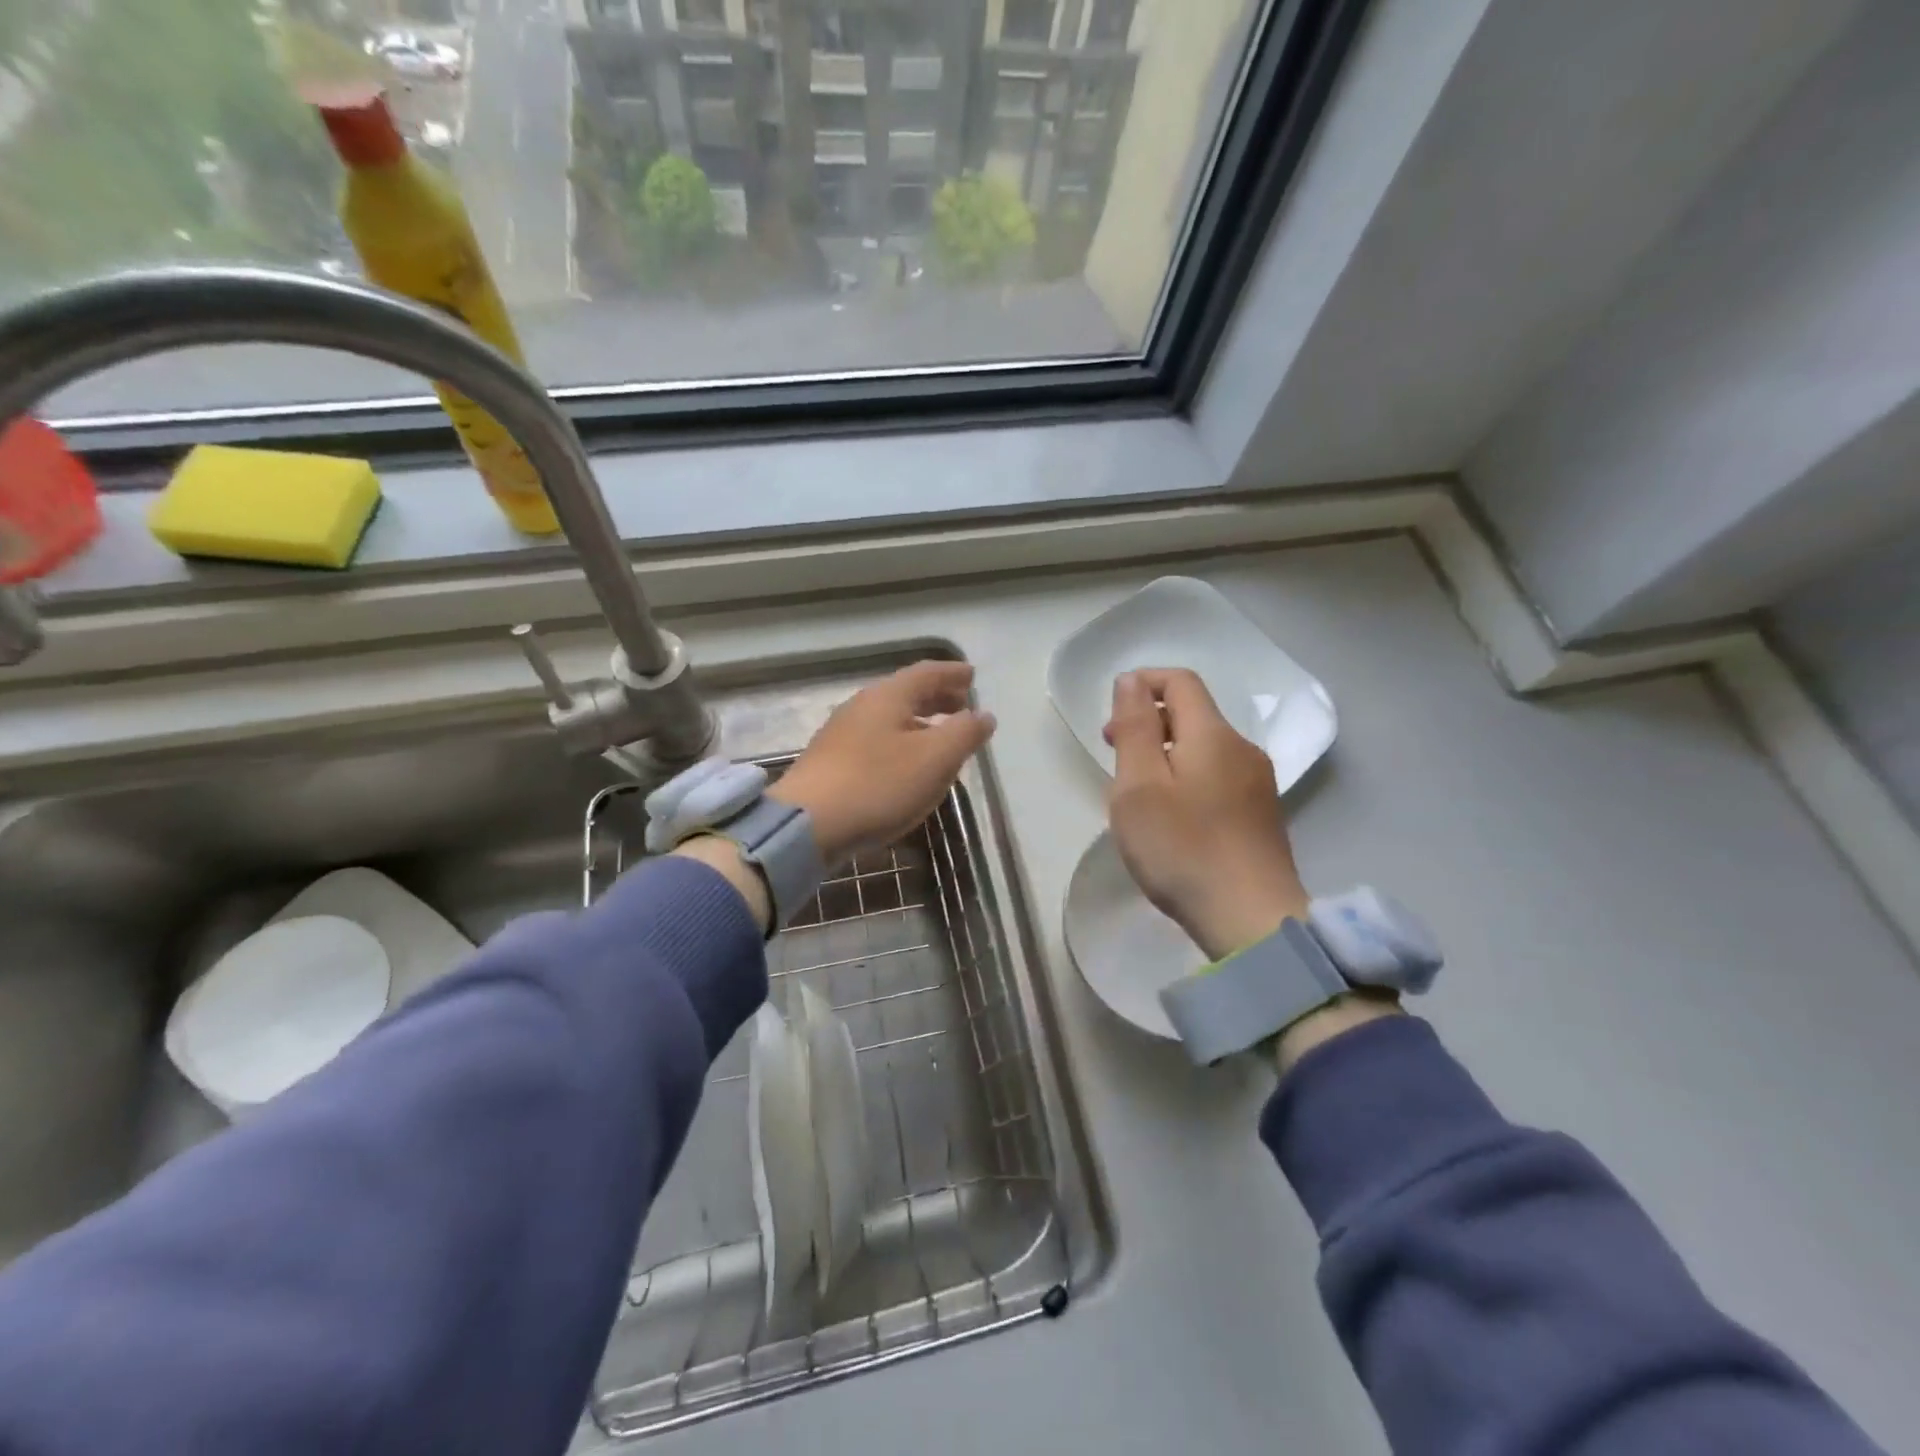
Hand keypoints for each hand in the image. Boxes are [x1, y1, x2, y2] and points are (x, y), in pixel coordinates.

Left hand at [772, 660, 996, 865]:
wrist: (807, 825)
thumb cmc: (878, 785)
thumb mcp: (935, 759)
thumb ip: (964, 733)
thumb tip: (983, 715)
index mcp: (887, 697)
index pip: (927, 673)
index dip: (953, 673)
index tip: (972, 676)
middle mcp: (861, 707)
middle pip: (906, 693)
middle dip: (937, 697)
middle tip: (962, 705)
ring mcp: (841, 735)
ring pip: (890, 719)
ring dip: (920, 722)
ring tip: (941, 738)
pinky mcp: (831, 763)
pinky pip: (877, 741)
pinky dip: (901, 743)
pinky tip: (907, 766)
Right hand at [1103, 668, 1309, 960]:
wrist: (1251, 920)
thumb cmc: (1182, 848)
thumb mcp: (1139, 786)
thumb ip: (1135, 728)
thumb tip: (1132, 680)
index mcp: (1213, 735)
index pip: (1180, 682)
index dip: (1143, 683)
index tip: (1112, 715)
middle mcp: (1242, 749)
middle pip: (1194, 714)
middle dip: (1150, 722)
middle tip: (1114, 755)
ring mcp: (1258, 784)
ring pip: (1205, 749)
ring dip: (1166, 753)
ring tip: (1137, 793)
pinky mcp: (1262, 816)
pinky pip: (1218, 777)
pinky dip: (1187, 779)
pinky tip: (1172, 818)